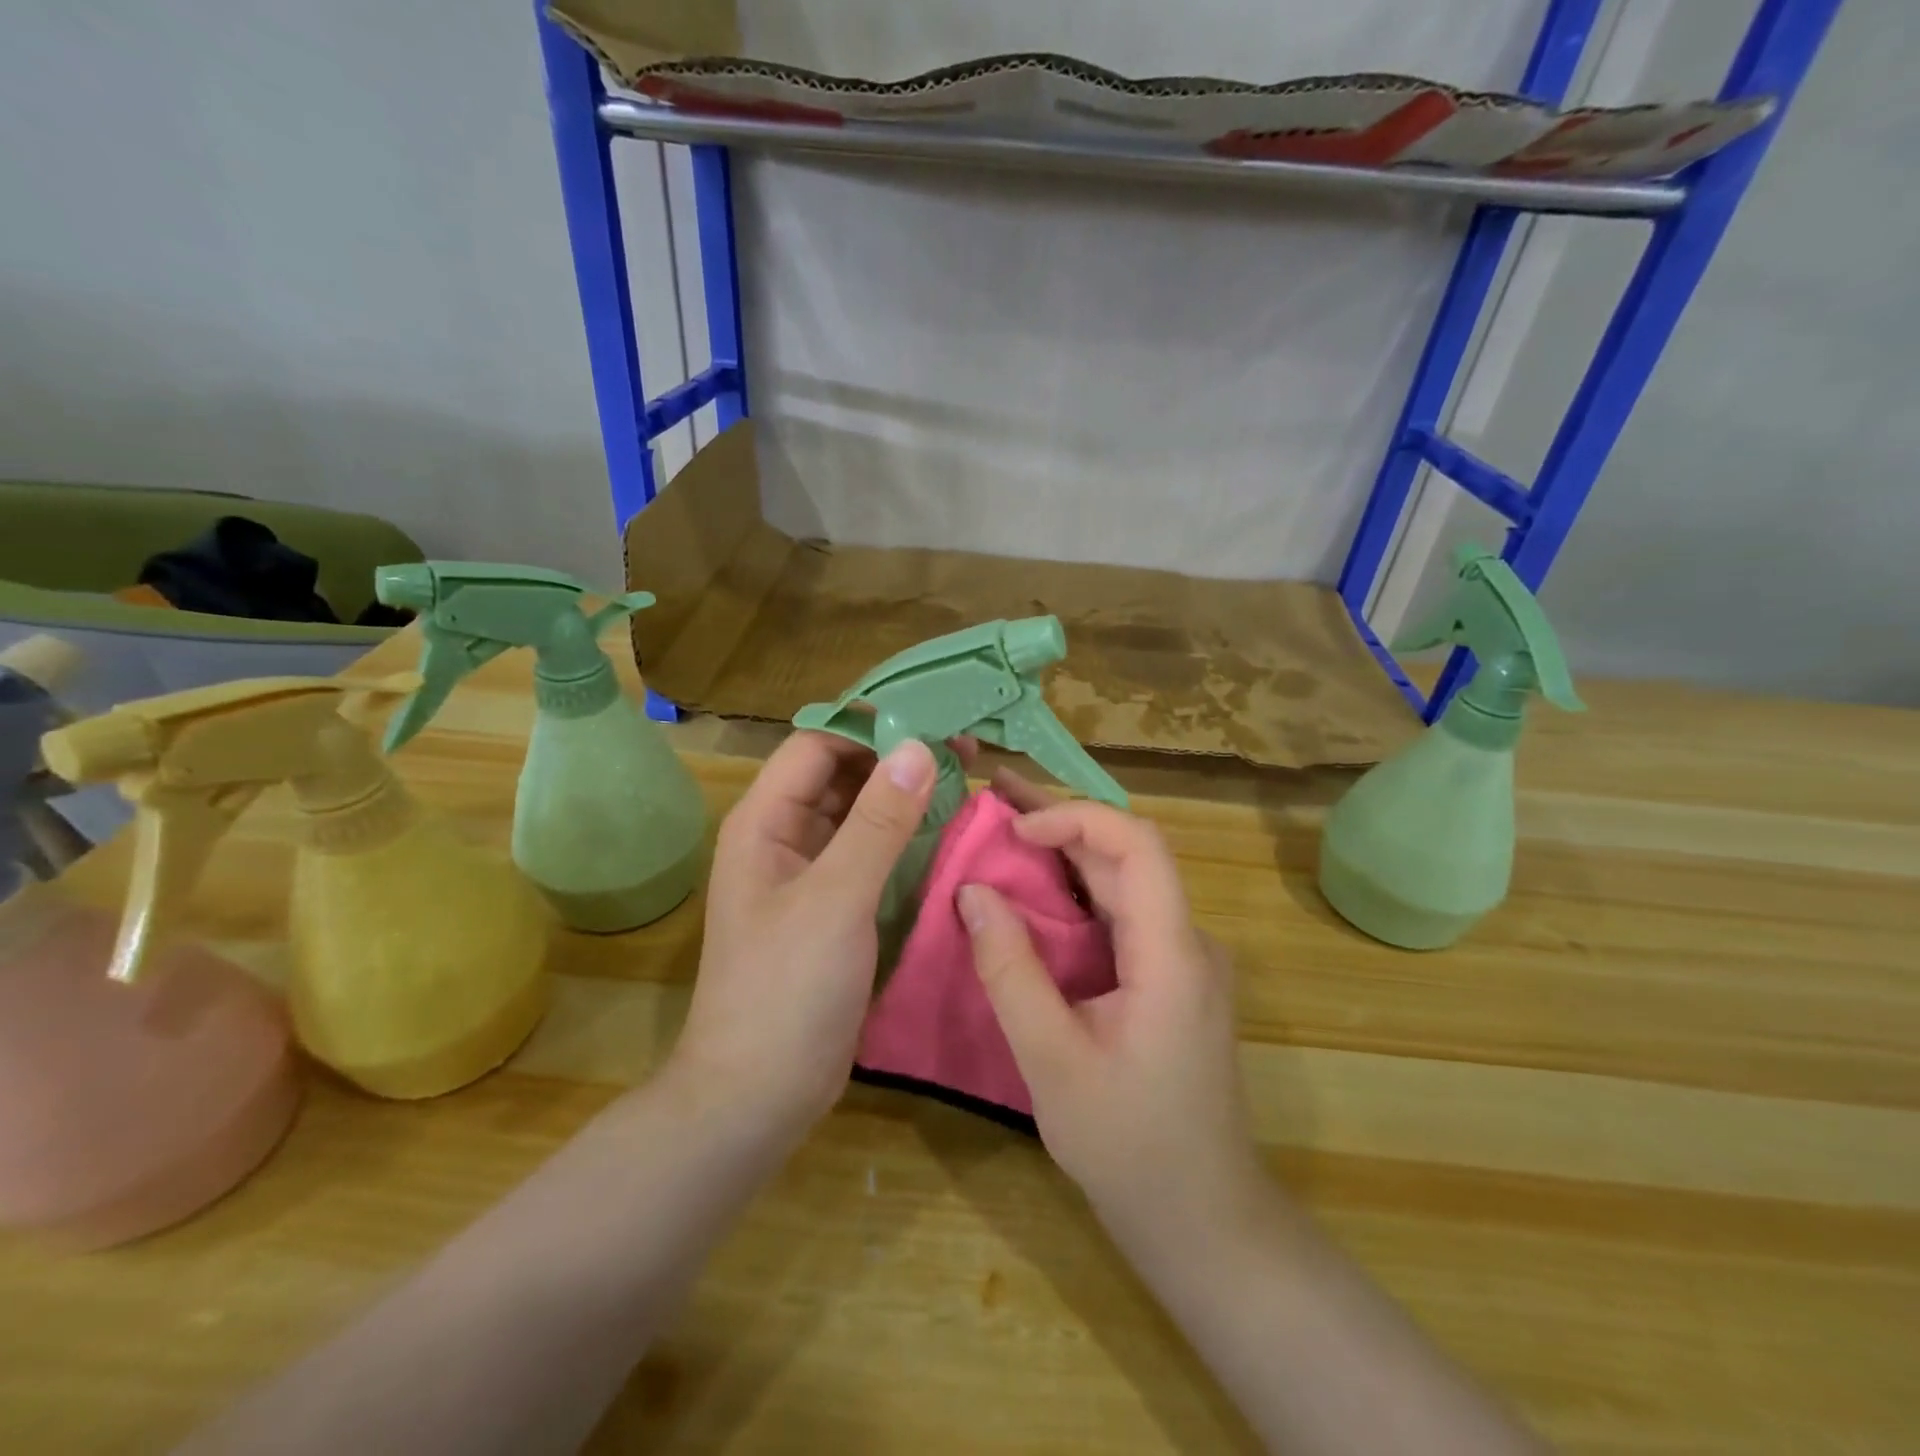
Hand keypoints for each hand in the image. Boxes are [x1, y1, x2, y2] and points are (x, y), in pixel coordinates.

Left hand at [667, 731, 939, 1150]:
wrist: (759, 1095)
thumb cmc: (787, 990)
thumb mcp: (836, 899)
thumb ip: (878, 823)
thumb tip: (918, 746)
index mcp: (765, 822)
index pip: (817, 746)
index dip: (870, 730)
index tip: (933, 725)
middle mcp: (785, 838)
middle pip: (841, 775)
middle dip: (897, 760)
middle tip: (965, 752)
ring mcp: (811, 875)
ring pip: (861, 815)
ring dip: (906, 798)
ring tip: (968, 784)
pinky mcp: (836, 908)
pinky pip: (872, 855)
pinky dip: (906, 840)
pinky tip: (949, 836)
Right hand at [959, 772, 1265, 1241]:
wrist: (1204, 1220)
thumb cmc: (1130, 1147)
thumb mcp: (1052, 1061)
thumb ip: (1011, 972)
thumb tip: (972, 892)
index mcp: (1172, 953)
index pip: (1139, 845)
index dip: (1077, 818)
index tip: (1016, 829)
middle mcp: (1188, 942)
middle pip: (1128, 856)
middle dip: (1060, 823)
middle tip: (993, 803)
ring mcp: (1182, 960)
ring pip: (1123, 883)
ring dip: (1064, 856)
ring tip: (1002, 833)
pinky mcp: (1169, 979)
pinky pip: (1121, 917)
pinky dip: (1073, 897)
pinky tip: (1030, 897)